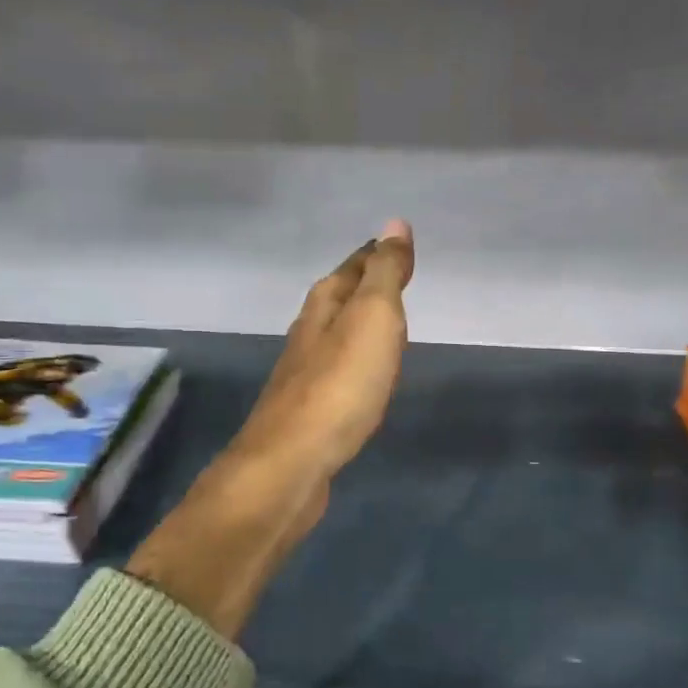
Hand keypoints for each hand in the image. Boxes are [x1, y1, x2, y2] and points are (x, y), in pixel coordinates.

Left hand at [229, 220, 414, 481]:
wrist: (292, 464)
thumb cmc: (339, 386)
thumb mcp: (371, 318)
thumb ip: (383, 274)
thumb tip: (394, 223)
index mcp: (323, 307)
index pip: (353, 268)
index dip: (376, 255)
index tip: (396, 245)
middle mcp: (308, 334)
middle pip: (338, 299)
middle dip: (363, 287)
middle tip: (391, 280)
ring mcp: (304, 375)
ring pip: (335, 337)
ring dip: (357, 326)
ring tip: (383, 326)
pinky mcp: (308, 413)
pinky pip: (338, 373)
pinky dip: (355, 364)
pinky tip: (363, 379)